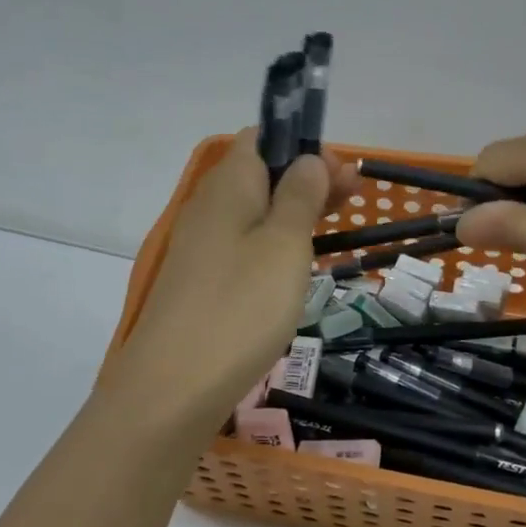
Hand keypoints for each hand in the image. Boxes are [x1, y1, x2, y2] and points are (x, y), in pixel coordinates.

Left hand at [103, 132, 349, 432]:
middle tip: (353, 197)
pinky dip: (273, 243)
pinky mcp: (201, 282)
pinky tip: (294, 266)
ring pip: (254, 212)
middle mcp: (209, 206)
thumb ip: (300, 196)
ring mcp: (201, 246)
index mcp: (229, 185)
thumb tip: (308, 159)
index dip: (303, 146)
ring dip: (293, 211)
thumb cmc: (240, 306)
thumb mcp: (284, 244)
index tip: (340, 172)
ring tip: (333, 226)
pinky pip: (243, 245)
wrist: (172, 388)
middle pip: (261, 174)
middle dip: (307, 178)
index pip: (262, 138)